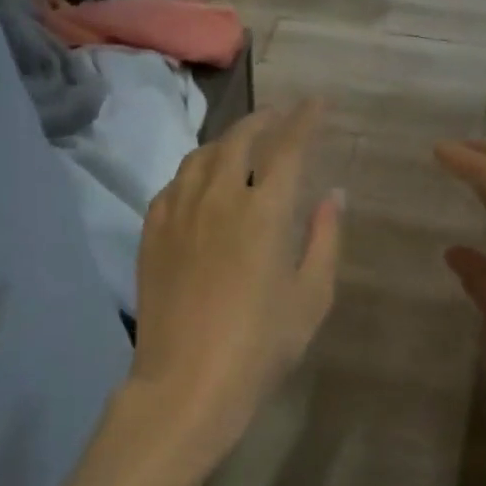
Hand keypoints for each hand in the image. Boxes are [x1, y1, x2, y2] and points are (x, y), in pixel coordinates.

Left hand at [126, 103, 341, 479]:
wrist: (187, 382)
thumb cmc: (261, 346)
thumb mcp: (311, 297)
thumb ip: (325, 239)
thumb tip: (333, 194)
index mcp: (264, 212)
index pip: (288, 146)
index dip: (305, 119)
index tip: (317, 103)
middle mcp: (219, 198)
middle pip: (240, 139)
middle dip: (264, 120)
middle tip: (281, 116)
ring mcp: (178, 212)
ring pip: (201, 156)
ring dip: (227, 141)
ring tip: (243, 145)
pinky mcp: (152, 232)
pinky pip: (174, 184)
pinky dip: (195, 172)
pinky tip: (201, 184)